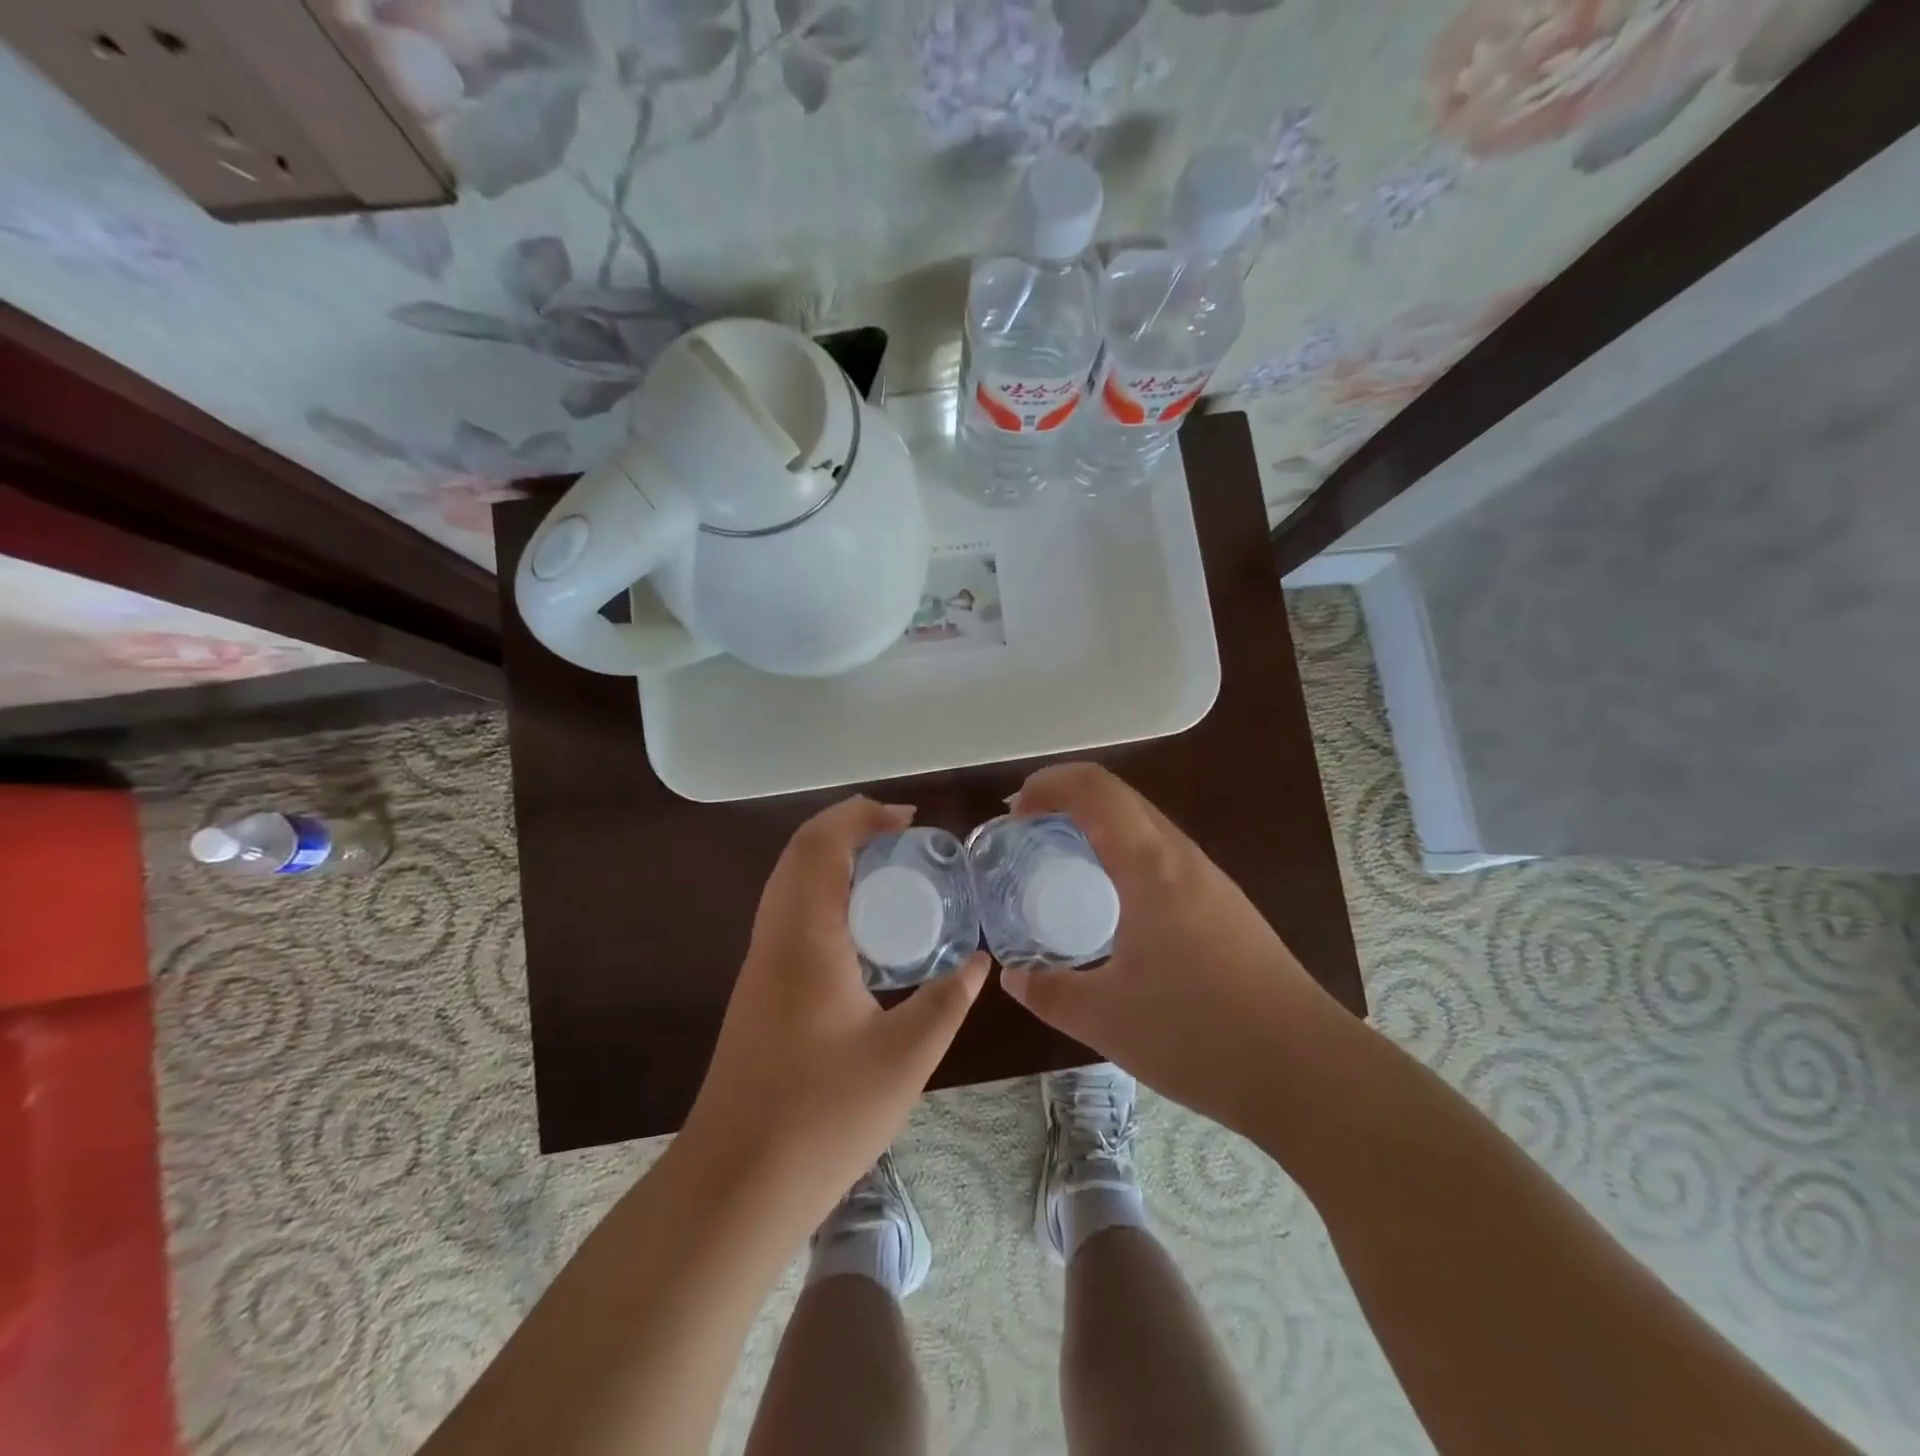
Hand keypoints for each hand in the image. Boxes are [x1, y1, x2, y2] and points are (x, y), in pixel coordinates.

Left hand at [683, 797, 987, 1233]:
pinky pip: (789, 913)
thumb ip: (947, 1001)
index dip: (862, 816)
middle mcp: (775, 937)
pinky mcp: (759, 990)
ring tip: (889, 870)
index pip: (822, 845)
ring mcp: (760, 964)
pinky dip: (823, 892)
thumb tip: (979, 963)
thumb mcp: (904, 1057)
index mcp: (805, 936)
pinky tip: (862, 928)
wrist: (736, 1184)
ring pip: (789, 882)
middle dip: (848, 828)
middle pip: (800, 853)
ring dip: (832, 859)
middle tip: (904, 837)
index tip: (909, 819)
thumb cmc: (822, 1115)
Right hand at [999, 763, 1334, 1136]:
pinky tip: (1114, 906)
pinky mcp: (1227, 908)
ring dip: (1098, 826)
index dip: (1048, 784)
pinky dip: (1124, 855)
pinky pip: (1164, 857)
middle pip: (1120, 797)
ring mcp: (1211, 881)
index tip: (1013, 814)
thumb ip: (1049, 992)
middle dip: (1066, 799)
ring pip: (1146, 825)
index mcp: (1150, 865)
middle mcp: (1183, 858)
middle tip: (1027, 833)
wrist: (1307, 1072)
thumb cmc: (1199, 1034)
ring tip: (1063, 864)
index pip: (1095, 789)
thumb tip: (1014, 976)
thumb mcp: (1106, 1018)